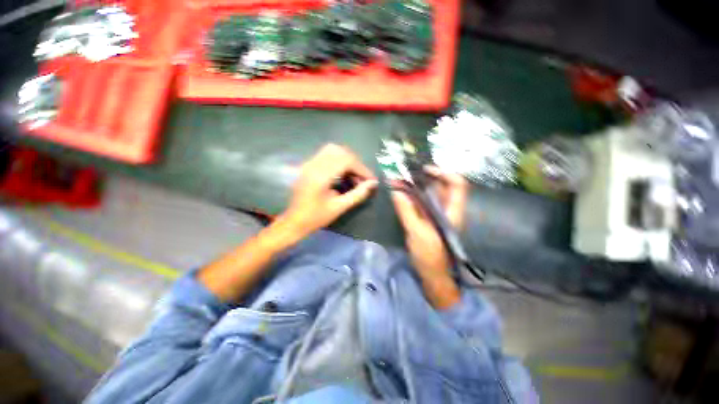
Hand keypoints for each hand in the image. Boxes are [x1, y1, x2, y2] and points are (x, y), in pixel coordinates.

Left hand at [279, 144, 377, 239]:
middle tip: (362, 178)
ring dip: (347, 160)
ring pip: (332, 150)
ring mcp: (309, 163)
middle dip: (355, 163)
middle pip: (340, 151)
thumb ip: (357, 194)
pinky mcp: (308, 165)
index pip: (346, 161)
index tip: (371, 179)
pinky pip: (326, 155)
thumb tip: (372, 184)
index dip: (362, 169)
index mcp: (320, 176)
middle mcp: (314, 165)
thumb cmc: (316, 217)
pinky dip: (339, 160)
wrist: (293, 221)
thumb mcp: (339, 207)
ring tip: (354, 174)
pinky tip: (343, 173)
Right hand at [391, 166, 468, 308]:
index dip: (444, 173)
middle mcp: (446, 210)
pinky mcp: (427, 220)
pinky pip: (420, 203)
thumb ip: (407, 211)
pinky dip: (411, 197)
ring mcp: (436, 215)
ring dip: (414, 187)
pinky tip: (400, 195)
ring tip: (398, 181)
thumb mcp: (417, 233)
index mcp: (451, 212)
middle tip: (404, 174)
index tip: (425, 170)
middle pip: (440, 186)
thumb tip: (396, 191)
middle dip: (422, 178)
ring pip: (428, 194)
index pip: (457, 185)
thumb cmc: (430, 257)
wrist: (433, 277)